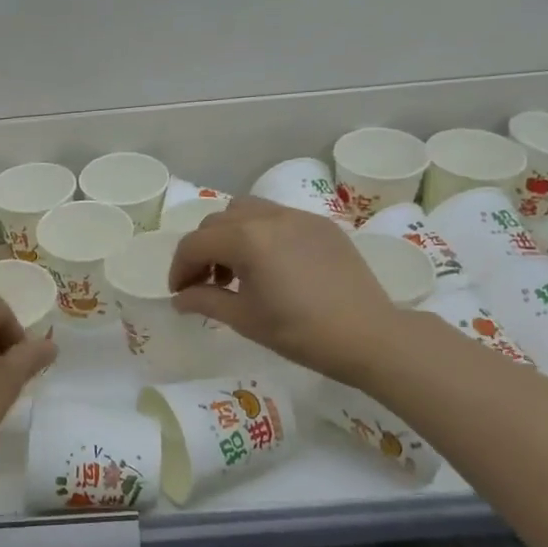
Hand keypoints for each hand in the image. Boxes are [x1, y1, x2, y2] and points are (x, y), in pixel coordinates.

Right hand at [168, 195, 398, 386]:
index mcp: (246, 239)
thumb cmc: (299, 331)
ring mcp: (298, 217)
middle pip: (218, 222)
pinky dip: (261, 233)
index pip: (196, 243)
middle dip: (203, 249)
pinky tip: (271, 265)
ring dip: (230, 235)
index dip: (179, 268)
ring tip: (238, 269)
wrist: (368, 335)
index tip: (180, 293)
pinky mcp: (321, 225)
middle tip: (206, 282)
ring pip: (247, 211)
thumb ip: (205, 300)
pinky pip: (277, 217)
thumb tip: (180, 299)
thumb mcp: (244, 319)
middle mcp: (269, 217)